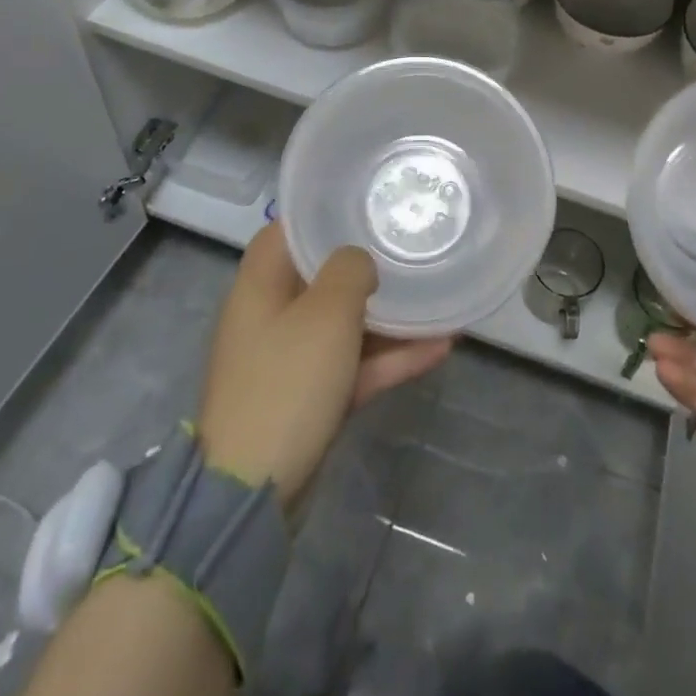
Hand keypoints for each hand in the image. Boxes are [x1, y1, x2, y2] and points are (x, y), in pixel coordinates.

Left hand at [198, 222, 450, 512]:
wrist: (254, 491)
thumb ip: (349, 270)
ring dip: (391, 315)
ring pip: (345, 323)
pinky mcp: (309, 396)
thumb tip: (358, 262)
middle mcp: (272, 314)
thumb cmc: (287, 382)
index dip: (325, 214)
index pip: (289, 230)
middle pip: (323, 275)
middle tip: (413, 245)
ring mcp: (291, 359)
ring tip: (440, 297)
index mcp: (261, 284)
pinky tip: (441, 346)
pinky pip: (354, 364)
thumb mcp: (326, 312)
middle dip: (369, 263)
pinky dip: (390, 356)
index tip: (368, 204)